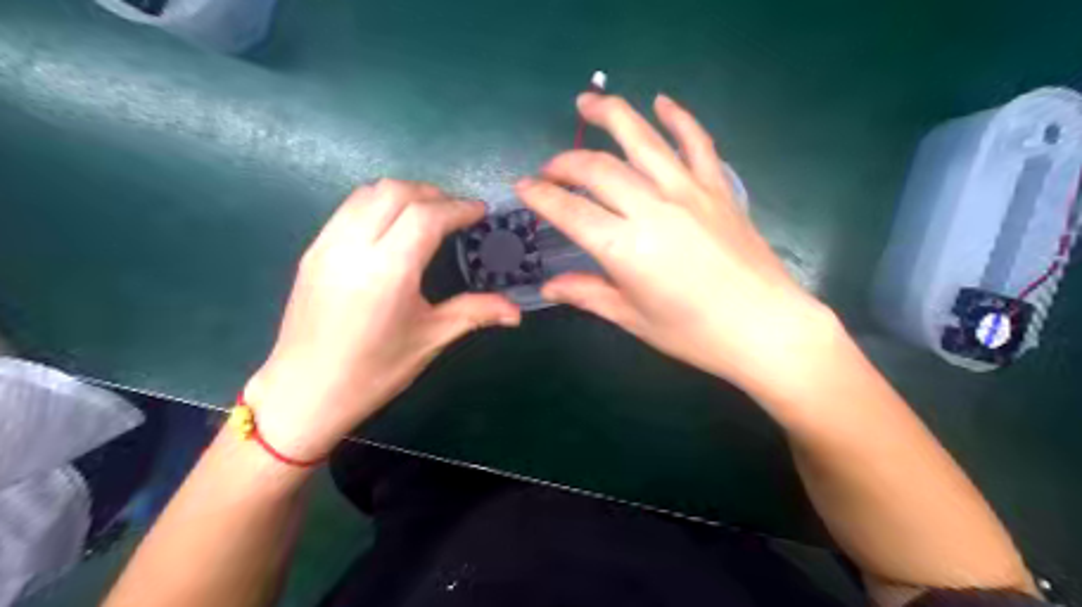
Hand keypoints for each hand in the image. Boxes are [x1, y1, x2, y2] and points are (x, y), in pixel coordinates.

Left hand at [244, 181, 519, 458]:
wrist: (304, 391)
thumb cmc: (373, 371)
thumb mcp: (430, 339)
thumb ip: (475, 313)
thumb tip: (517, 311)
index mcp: (387, 271)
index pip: (426, 216)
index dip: (458, 208)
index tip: (480, 212)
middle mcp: (354, 247)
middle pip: (396, 192)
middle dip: (433, 194)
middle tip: (457, 213)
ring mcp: (327, 244)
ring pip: (369, 193)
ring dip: (404, 194)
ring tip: (428, 215)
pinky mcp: (313, 250)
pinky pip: (350, 208)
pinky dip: (379, 203)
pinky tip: (394, 228)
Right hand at [516, 92, 834, 399]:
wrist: (765, 327)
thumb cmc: (694, 333)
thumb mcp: (634, 318)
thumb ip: (589, 294)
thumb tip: (549, 286)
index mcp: (624, 248)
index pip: (569, 210)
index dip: (540, 196)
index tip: (522, 187)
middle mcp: (652, 208)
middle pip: (597, 169)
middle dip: (565, 162)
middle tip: (550, 169)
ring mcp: (688, 191)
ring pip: (642, 139)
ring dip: (611, 114)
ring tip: (587, 101)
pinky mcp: (718, 188)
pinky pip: (696, 142)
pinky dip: (678, 117)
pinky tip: (662, 102)